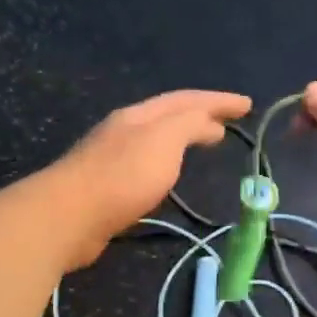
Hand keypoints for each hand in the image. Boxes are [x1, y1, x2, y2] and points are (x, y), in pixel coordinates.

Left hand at [44, 89, 251, 267]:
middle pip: (169, 116)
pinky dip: (168, 162)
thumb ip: (190, 125)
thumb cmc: (123, 175)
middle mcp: (124, 130)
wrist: (68, 216)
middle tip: (229, 122)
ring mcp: (111, 158)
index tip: (248, 105)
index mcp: (140, 115)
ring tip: (207, 143)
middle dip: (201, 115)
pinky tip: (170, 176)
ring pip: (157, 140)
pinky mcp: (105, 188)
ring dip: (184, 137)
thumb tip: (209, 122)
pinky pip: (146, 165)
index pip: (186, 99)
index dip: (218, 100)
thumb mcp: (165, 140)